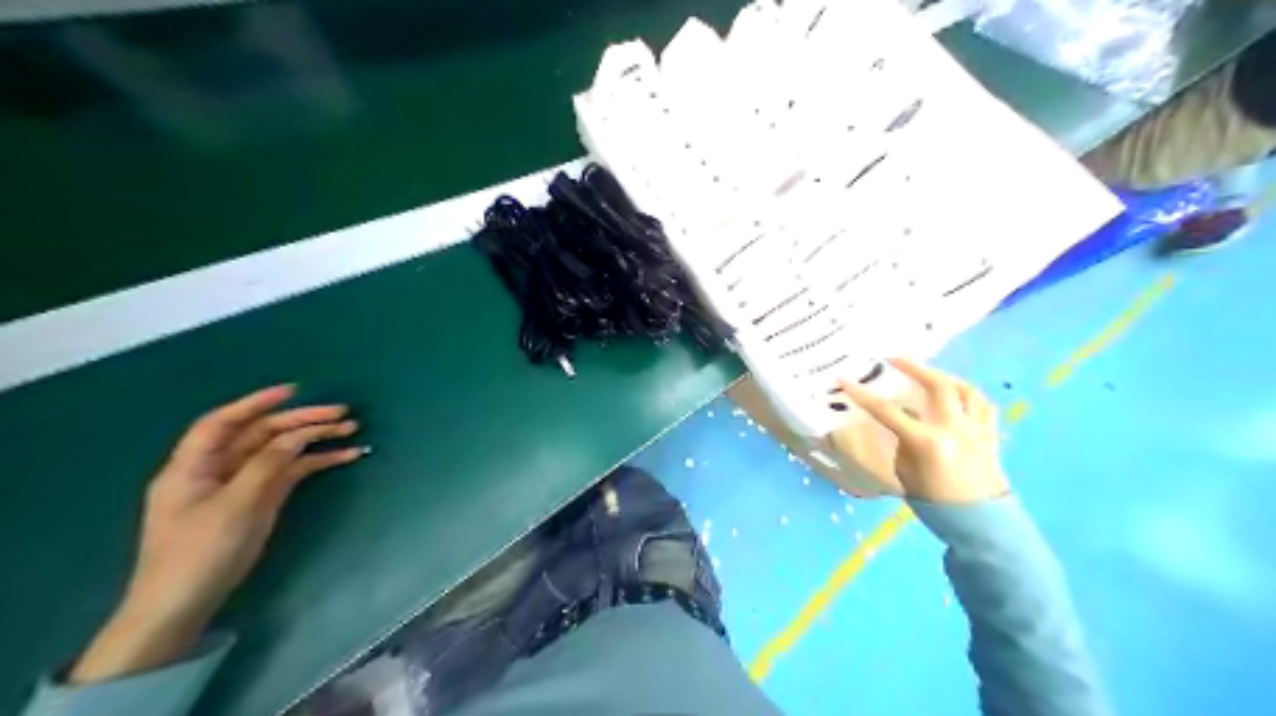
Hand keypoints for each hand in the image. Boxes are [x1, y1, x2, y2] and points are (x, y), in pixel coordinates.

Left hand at [71, 386, 363, 681]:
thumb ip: (267, 466)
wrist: (182, 606)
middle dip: (300, 421)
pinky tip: (342, 457)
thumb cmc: (200, 553)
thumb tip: (295, 437)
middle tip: (342, 413)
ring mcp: (238, 486)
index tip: (294, 391)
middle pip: (259, 434)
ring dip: (313, 440)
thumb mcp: (235, 506)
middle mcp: (216, 470)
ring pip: (279, 452)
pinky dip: (314, 464)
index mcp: (193, 465)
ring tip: (351, 431)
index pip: (223, 422)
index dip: (256, 402)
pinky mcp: (256, 502)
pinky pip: (288, 474)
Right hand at [834, 358, 1013, 502]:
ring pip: (965, 389)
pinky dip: (966, 393)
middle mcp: (954, 429)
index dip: (863, 394)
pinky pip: (981, 403)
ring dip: (943, 375)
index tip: (845, 379)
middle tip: (893, 359)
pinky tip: (955, 392)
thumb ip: (901, 442)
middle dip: (914, 367)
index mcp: (927, 443)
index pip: (888, 411)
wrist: (980, 523)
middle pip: (937, 385)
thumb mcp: (904, 474)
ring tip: (927, 372)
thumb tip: (901, 420)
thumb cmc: (934, 503)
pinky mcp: (989, 433)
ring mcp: (976, 429)